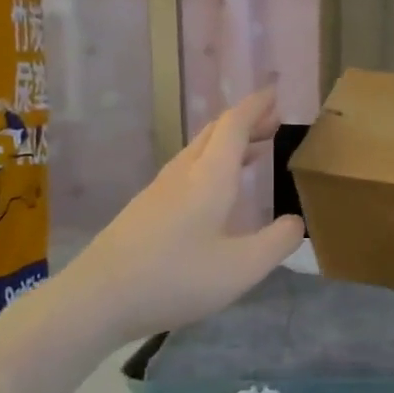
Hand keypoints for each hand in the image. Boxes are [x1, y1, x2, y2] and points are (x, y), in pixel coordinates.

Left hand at [65, 88, 303, 341]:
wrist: (97, 298)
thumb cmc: (176, 278)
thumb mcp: (242, 268)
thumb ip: (277, 242)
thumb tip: (296, 221)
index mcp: (209, 177)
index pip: (234, 125)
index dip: (256, 107)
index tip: (275, 93)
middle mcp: (183, 174)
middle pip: (214, 133)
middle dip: (245, 122)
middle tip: (273, 123)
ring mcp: (158, 190)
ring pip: (198, 152)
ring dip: (227, 145)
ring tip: (253, 154)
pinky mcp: (145, 210)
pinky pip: (186, 171)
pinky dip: (211, 166)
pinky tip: (215, 194)